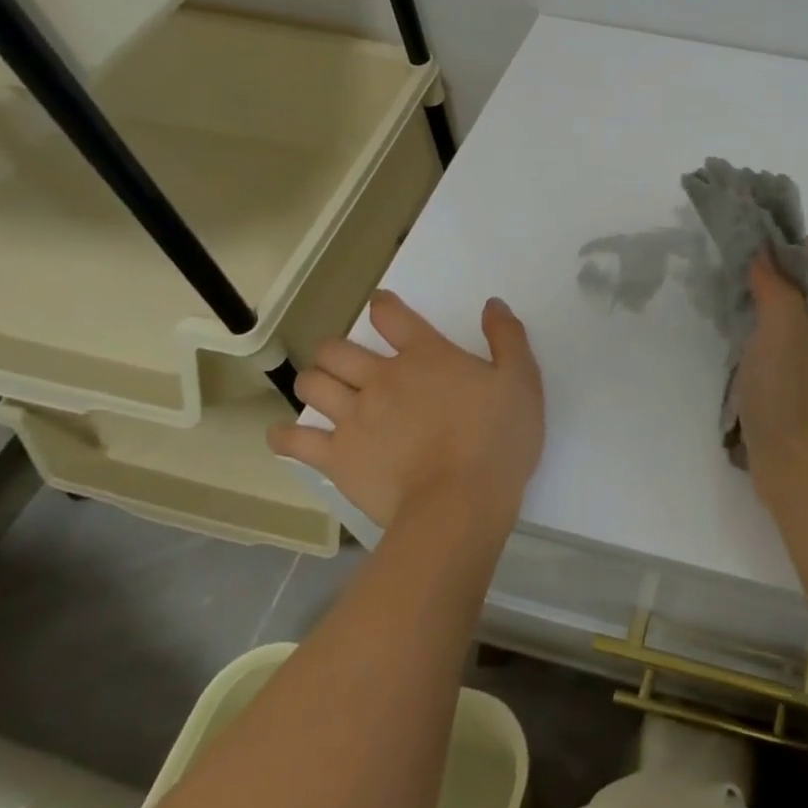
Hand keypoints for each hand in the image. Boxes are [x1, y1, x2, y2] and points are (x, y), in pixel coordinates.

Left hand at [268, 292, 543, 529]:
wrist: (460, 502)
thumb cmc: (498, 439)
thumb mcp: (521, 381)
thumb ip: (507, 338)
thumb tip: (492, 304)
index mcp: (425, 356)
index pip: (391, 315)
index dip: (383, 305)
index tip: (381, 306)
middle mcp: (381, 378)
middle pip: (336, 350)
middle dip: (338, 351)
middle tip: (351, 364)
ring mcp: (354, 417)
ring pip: (312, 385)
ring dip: (315, 383)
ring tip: (326, 393)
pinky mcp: (337, 457)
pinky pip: (294, 441)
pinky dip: (286, 436)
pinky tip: (288, 436)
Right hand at [733, 236, 807, 486]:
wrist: (801, 471)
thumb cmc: (793, 396)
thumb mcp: (783, 330)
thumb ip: (775, 286)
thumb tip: (763, 251)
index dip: (798, 243)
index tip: (759, 250)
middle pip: (806, 282)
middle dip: (771, 270)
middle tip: (735, 275)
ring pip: (787, 313)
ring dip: (759, 303)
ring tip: (728, 305)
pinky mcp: (791, 384)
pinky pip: (774, 344)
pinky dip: (754, 334)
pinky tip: (732, 342)